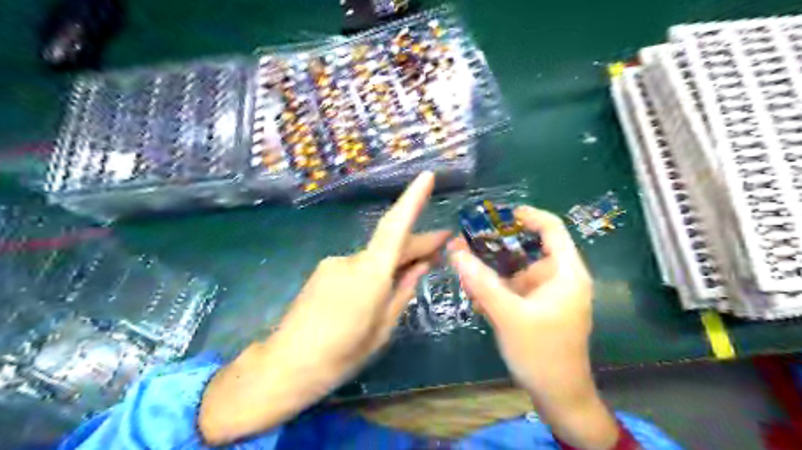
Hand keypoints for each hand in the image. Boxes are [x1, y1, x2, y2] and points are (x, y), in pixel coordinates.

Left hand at [198, 170, 444, 442]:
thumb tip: (422, 264)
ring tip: (416, 270)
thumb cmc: (342, 353)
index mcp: (370, 273)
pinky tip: (382, 286)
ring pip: (374, 256)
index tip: (427, 176)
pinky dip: (376, 270)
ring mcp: (334, 262)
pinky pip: (359, 265)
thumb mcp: (384, 327)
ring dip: (396, 260)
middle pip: (390, 243)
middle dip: (418, 244)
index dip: (412, 199)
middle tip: (443, 247)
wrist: (287, 364)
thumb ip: (403, 290)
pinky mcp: (324, 270)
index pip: (395, 226)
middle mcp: (351, 259)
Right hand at [449, 205, 615, 449]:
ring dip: (492, 273)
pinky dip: (497, 289)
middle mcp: (560, 279)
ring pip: (517, 272)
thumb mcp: (508, 315)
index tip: (498, 214)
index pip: (552, 229)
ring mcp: (549, 295)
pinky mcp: (539, 308)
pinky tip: (477, 298)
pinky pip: (516, 290)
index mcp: (566, 273)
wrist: (558, 397)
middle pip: (528, 250)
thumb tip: (454, 252)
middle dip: (496, 248)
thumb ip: (481, 283)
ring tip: (464, 275)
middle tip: (465, 247)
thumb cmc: (541, 354)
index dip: (528, 216)